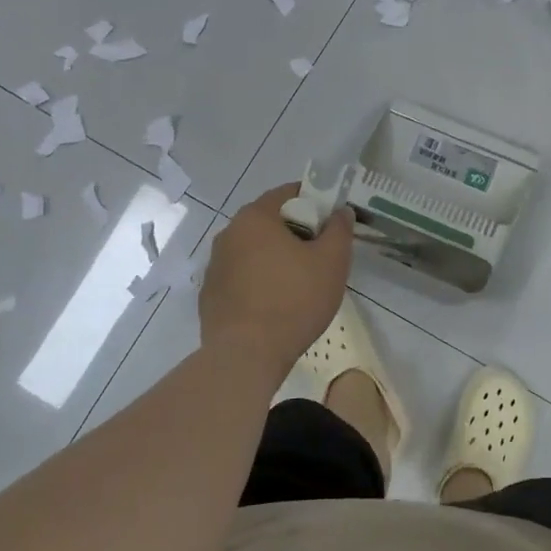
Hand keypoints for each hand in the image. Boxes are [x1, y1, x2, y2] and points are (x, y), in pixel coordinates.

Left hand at [201, 185, 353, 377]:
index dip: (314, 202)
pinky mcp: (210, 296)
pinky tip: (276, 305)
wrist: (246, 356)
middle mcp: (228, 234)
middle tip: (320, 254)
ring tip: (300, 284)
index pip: (288, 194)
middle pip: (269, 222)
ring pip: (254, 251)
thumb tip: (340, 211)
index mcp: (255, 218)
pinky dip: (258, 282)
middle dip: (295, 232)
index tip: (331, 222)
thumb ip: (339, 229)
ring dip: (275, 259)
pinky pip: (241, 278)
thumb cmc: (294, 299)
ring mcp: (215, 267)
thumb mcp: (332, 261)